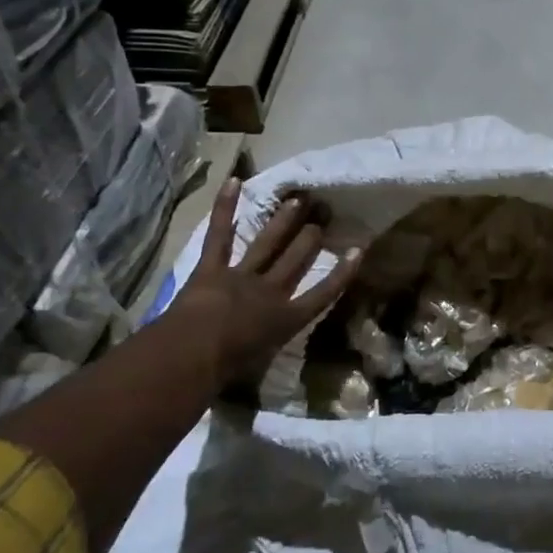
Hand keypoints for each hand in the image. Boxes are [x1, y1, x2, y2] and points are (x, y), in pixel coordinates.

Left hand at [164, 179, 359, 390]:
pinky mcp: (211, 268)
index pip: (322, 294)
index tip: (358, 250)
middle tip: (324, 214)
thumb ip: (261, 354)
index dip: (342, 272)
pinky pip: (220, 235)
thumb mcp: (254, 369)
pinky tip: (234, 182)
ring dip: (283, 220)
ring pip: (267, 243)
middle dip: (311, 237)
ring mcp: (241, 276)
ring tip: (298, 199)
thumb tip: (256, 358)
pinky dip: (225, 208)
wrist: (193, 354)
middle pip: (296, 260)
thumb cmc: (225, 371)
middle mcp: (269, 292)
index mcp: (285, 320)